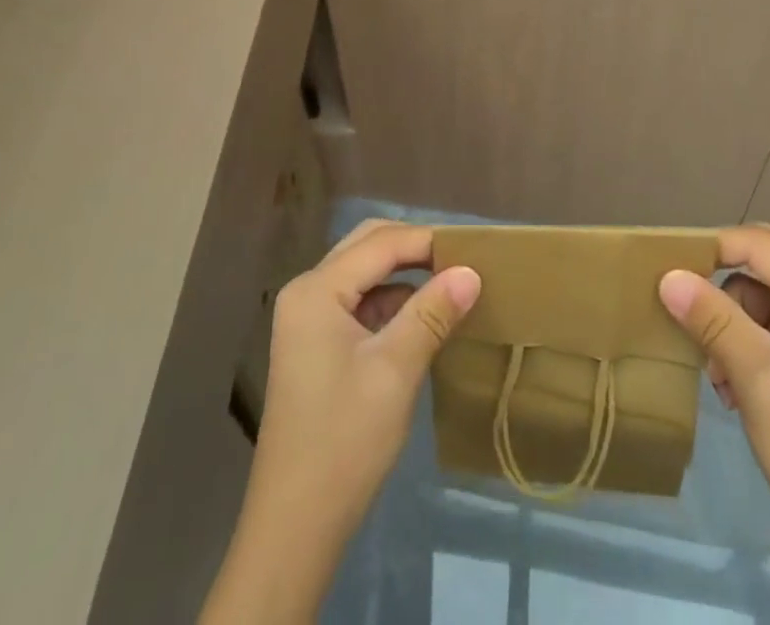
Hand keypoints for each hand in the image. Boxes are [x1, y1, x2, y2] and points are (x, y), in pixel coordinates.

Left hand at [201, 220, 480, 622]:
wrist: (294, 528)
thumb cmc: (344, 441)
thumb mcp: (395, 371)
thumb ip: (432, 313)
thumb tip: (471, 272)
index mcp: (317, 289)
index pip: (380, 243)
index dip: (428, 241)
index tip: (475, 249)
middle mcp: (307, 292)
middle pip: (367, 247)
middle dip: (414, 248)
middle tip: (462, 259)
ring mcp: (308, 319)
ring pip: (364, 274)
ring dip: (405, 275)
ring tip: (451, 283)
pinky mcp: (316, 345)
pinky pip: (359, 303)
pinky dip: (391, 302)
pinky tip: (424, 317)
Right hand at [659, 225, 769, 624]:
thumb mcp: (756, 375)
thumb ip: (712, 317)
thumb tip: (667, 275)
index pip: (759, 245)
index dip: (711, 248)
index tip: (667, 268)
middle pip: (761, 268)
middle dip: (722, 292)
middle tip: (689, 317)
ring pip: (760, 300)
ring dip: (729, 327)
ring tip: (718, 376)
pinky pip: (769, 330)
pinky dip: (744, 348)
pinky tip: (733, 388)